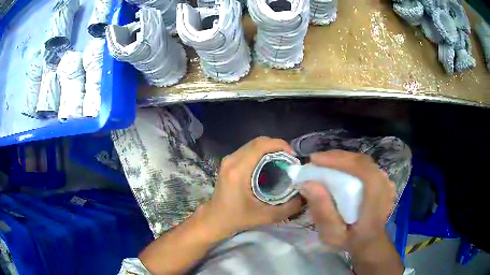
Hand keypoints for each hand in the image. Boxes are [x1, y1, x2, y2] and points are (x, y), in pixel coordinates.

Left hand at [202, 136, 301, 235]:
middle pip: (258, 141)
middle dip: (277, 146)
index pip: (261, 146)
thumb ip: (288, 208)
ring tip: (283, 162)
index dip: (280, 145)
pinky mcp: (229, 161)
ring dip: (270, 149)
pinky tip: (270, 164)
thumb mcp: (266, 217)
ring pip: (254, 144)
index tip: (293, 157)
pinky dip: (262, 153)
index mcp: (239, 170)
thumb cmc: (237, 218)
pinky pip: (249, 149)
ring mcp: (229, 159)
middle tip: (290, 160)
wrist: (215, 218)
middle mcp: (232, 160)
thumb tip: (304, 196)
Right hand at [299, 150, 395, 252]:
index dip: (339, 160)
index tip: (315, 160)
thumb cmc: (350, 241)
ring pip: (364, 162)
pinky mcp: (383, 181)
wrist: (370, 242)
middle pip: (362, 162)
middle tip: (316, 160)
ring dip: (343, 159)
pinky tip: (339, 168)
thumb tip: (307, 183)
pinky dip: (351, 164)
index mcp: (376, 200)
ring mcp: (386, 182)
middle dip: (337, 157)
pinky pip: (366, 166)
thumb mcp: (332, 234)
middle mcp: (385, 187)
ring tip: (325, 162)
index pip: (362, 169)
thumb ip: (322, 211)